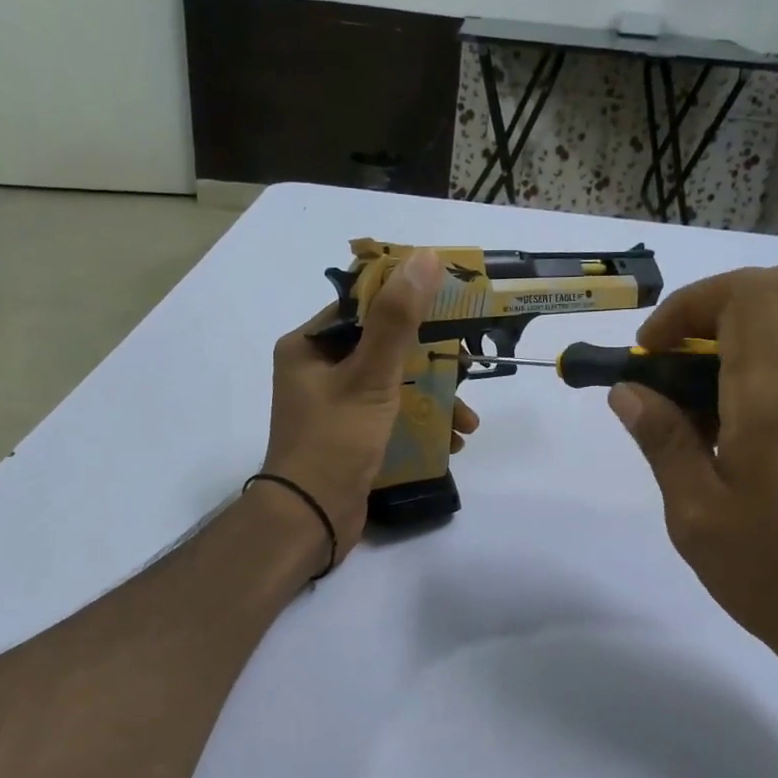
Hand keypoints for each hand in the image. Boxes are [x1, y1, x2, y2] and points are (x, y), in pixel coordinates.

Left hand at [261, 248, 479, 563]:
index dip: (407, 304)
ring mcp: (333, 407)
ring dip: (433, 400)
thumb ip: (398, 320)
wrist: (311, 519)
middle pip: (384, 349)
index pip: (363, 308)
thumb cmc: (335, 440)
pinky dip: (419, 424)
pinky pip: (390, 416)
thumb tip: (424, 258)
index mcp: (309, 347)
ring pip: (393, 386)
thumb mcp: (371, 376)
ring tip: (468, 422)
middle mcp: (316, 371)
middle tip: (469, 370)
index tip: (451, 310)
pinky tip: (451, 443)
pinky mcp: (349, 436)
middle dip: (432, 364)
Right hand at [609, 260, 777, 690]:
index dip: (690, 303)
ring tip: (682, 387)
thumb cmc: (766, 569)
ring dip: (734, 332)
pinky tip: (703, 424)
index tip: (649, 352)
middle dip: (731, 296)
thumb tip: (628, 390)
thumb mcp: (693, 510)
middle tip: (685, 344)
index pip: (749, 293)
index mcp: (772, 397)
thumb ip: (662, 440)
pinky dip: (741, 370)